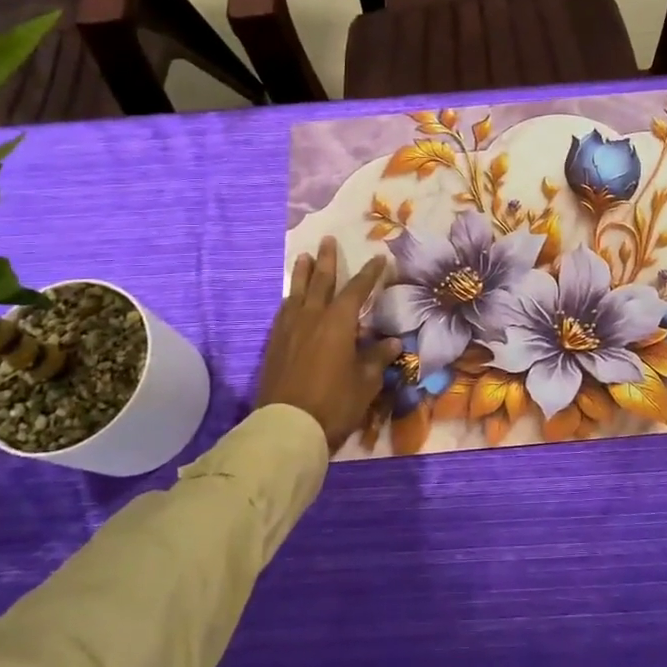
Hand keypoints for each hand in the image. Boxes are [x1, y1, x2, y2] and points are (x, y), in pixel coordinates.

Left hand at [258, 237, 400, 452]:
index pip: (357, 290)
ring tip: (304, 258)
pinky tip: (290, 300)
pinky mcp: (274, 345)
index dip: (369, 274)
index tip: (379, 258)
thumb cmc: (334, 403)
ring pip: (297, 293)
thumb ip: (377, 358)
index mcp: (338, 322)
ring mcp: (289, 330)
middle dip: (327, 260)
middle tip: (327, 240)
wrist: (287, 427)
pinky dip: (290, 299)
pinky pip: (283, 312)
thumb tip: (392, 342)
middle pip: (320, 281)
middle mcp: (312, 317)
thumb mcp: (366, 382)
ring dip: (303, 274)